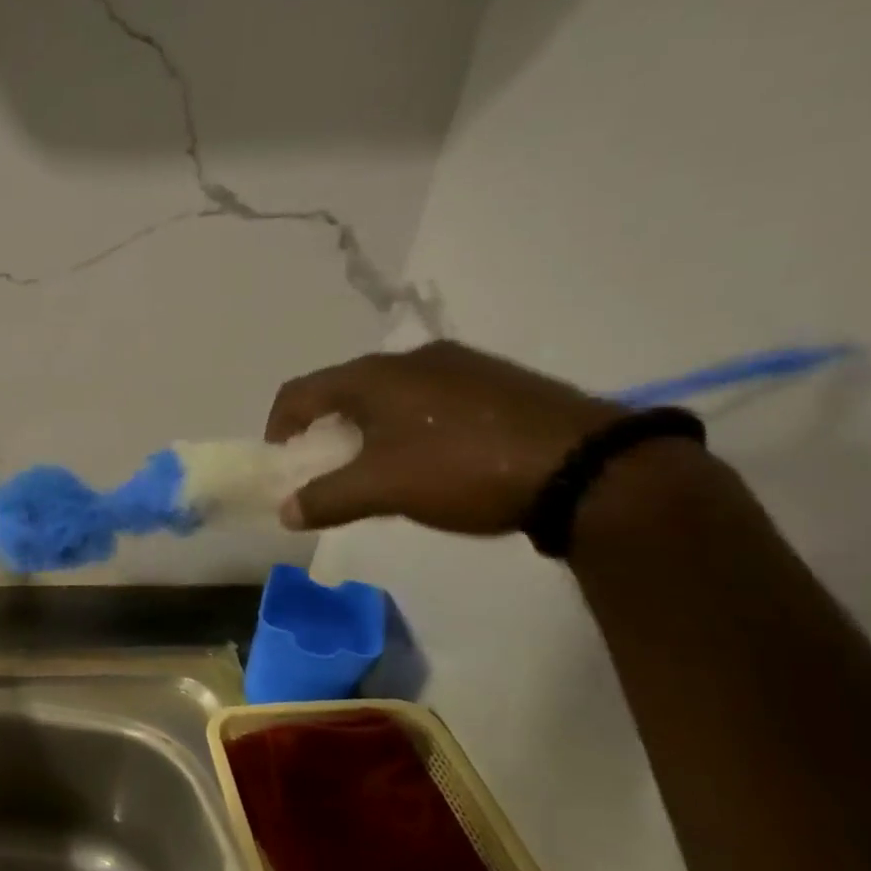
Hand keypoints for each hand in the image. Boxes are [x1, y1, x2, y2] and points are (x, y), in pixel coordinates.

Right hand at [265, 340, 625, 534]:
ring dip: (370, 428)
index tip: (284, 463)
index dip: (279, 427)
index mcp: (373, 376)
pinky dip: (413, 425)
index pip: (299, 392)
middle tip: (330, 468)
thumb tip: (286, 511)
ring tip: (385, 468)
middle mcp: (411, 359)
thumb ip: (326, 499)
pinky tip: (437, 459)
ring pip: (390, 394)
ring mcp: (460, 365)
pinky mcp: (499, 381)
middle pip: (344, 390)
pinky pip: (432, 398)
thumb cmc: (463, 469)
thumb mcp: (382, 490)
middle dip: (326, 430)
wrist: (591, 467)